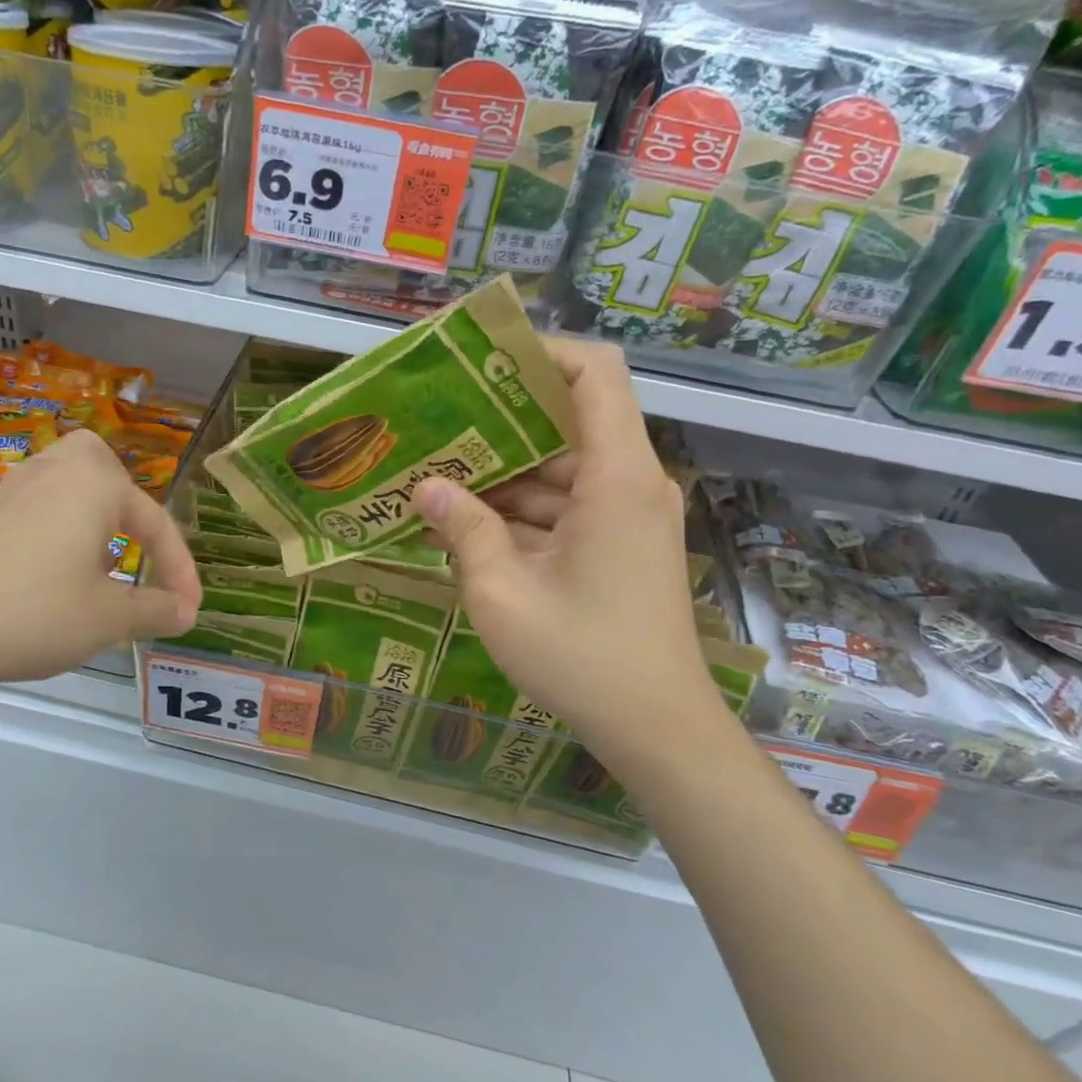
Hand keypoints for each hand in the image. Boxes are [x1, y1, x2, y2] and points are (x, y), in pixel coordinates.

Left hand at [0, 431, 200, 704]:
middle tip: (135, 543)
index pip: (155, 522)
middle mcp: (54, 471)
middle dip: (127, 502)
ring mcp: (12, 488)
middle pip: (103, 466)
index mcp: (94, 485)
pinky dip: (57, 524)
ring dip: (91, 513)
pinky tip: (52, 569)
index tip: (189, 608)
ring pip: (66, 480)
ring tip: (99, 561)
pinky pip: (36, 502)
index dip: (179, 568)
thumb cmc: (36, 614)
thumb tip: (187, 612)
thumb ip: (156, 610)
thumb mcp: (109, 618)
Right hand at [411, 338, 723, 763]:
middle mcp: (630, 483)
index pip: (596, 372)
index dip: (542, 352)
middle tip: (435, 421)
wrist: (657, 729)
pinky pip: (565, 506)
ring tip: (435, 474)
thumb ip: (463, 530)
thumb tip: (424, 487)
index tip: (481, 361)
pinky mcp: (618, 546)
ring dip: (502, 474)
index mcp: (617, 476)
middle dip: (499, 420)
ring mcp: (626, 516)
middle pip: (568, 421)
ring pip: (560, 469)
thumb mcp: (502, 593)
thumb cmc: (582, 657)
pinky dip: (520, 511)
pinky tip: (464, 524)